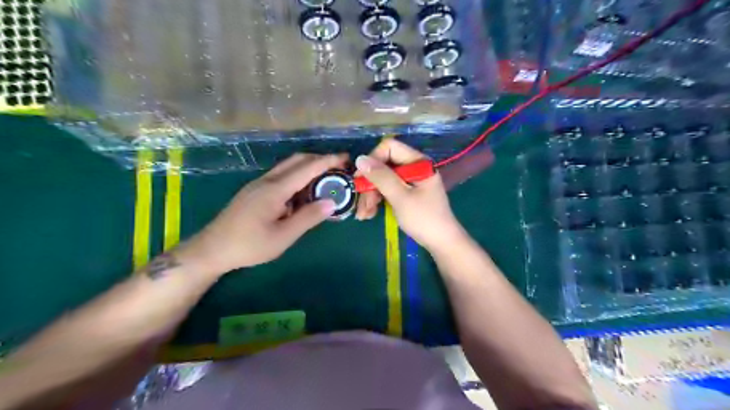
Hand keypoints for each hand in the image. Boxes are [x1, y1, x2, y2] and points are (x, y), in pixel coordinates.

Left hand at [177, 153, 346, 274]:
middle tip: (339, 168)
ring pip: (288, 167)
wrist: (212, 249)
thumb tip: (331, 202)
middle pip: (297, 160)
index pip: (307, 168)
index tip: (346, 158)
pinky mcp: (255, 191)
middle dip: (320, 160)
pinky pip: (281, 177)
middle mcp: (267, 180)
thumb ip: (308, 217)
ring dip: (308, 168)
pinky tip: (303, 193)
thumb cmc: (249, 245)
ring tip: (325, 181)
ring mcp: (259, 184)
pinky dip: (298, 178)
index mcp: (275, 189)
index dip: (328, 161)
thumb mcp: (283, 236)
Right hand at [356, 139, 466, 250]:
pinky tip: (369, 214)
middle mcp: (413, 167)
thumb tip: (360, 159)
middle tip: (361, 205)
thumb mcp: (400, 197)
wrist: (441, 242)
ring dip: (370, 196)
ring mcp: (410, 181)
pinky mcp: (407, 193)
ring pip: (383, 180)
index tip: (360, 178)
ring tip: (363, 215)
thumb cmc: (424, 219)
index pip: (389, 148)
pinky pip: (388, 190)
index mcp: (417, 162)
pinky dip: (378, 200)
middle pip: (384, 166)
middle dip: (369, 185)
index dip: (372, 160)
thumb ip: (381, 177)